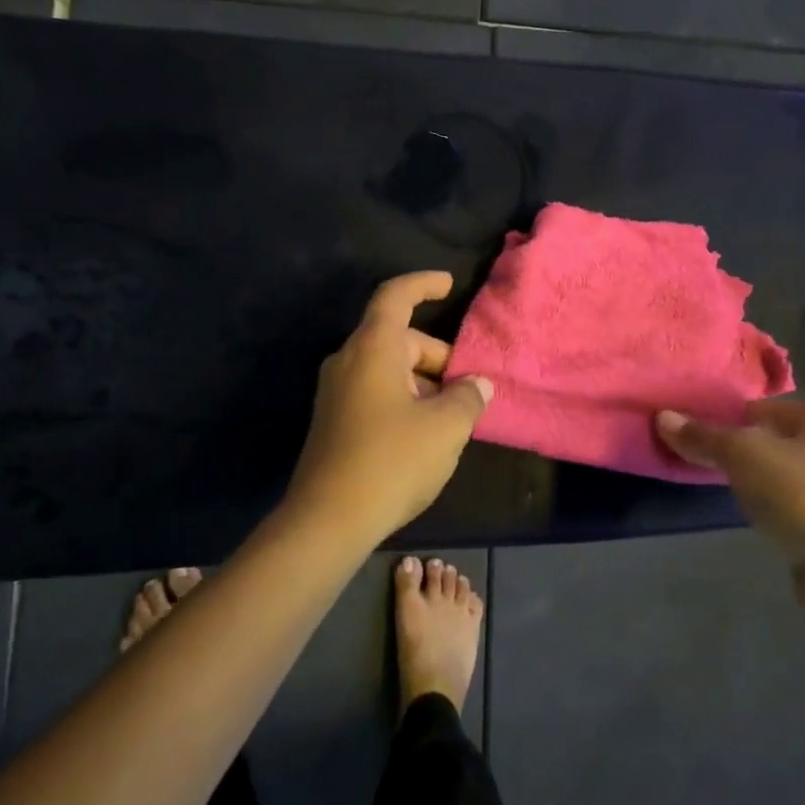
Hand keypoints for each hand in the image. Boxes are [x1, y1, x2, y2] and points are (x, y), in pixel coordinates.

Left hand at [286, 271, 493, 539]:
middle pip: (399, 339)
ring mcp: (336, 393)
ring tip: (454, 418)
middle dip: (438, 357)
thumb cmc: (391, 461)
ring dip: (424, 383)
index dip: (423, 284)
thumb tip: (477, 385)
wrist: (327, 520)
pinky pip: (375, 393)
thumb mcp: (445, 428)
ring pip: (389, 369)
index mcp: (372, 349)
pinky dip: (404, 400)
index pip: (395, 296)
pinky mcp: (333, 421)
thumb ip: (467, 398)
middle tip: (468, 389)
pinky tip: (425, 435)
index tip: (449, 285)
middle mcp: (348, 361)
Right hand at [655, 399, 804, 596]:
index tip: (699, 441)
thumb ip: (703, 436)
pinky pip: (796, 502)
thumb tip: (662, 416)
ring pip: (783, 472)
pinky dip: (776, 507)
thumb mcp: (742, 457)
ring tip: (732, 495)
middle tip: (709, 467)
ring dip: (758, 481)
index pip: (759, 407)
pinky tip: (761, 520)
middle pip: (772, 438)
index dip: (725, 422)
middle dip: (741, 452)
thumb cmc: (800, 496)